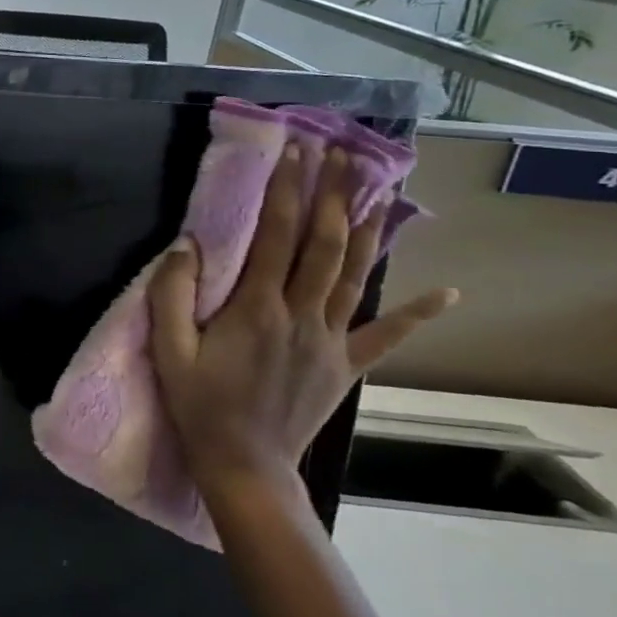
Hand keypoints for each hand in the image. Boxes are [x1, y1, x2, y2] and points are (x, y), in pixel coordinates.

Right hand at [150, 143, 456, 497]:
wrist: (245, 465)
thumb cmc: (200, 403)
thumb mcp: (169, 349)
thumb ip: (173, 294)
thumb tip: (188, 244)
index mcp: (257, 309)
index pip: (277, 235)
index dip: (288, 190)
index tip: (295, 152)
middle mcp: (302, 315)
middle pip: (325, 245)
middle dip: (333, 195)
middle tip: (341, 153)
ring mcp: (331, 341)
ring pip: (357, 277)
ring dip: (368, 230)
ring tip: (381, 190)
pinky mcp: (345, 366)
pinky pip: (385, 337)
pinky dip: (417, 314)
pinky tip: (447, 293)